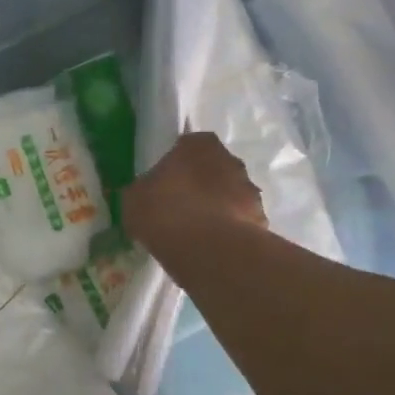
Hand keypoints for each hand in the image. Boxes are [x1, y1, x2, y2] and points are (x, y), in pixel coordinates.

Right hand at [123, 132, 266, 247]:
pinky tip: (212, 247)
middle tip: (181, 206)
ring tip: (197, 232)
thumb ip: (141, 191)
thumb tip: (142, 195)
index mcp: (198, 144)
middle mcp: (230, 159)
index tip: (166, 183)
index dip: (177, 164)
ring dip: (218, 206)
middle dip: (201, 183)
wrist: (207, 249)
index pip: (188, 145)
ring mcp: (249, 190)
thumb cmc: (164, 211)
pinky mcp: (261, 219)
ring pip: (230, 194)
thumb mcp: (134, 199)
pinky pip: (240, 221)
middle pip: (213, 168)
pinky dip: (229, 229)